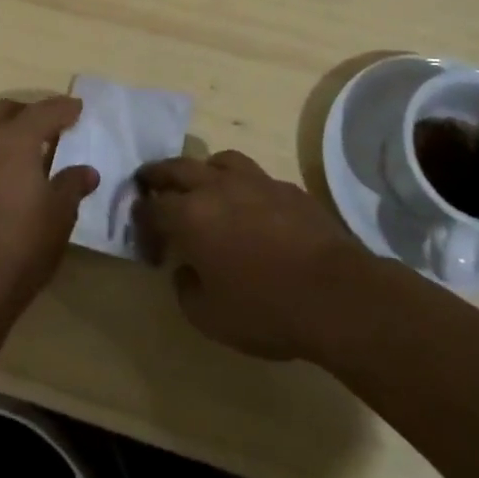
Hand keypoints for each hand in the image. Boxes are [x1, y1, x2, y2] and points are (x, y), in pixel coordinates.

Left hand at [0, 96, 99, 325]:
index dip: (63, 108)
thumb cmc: (23, 243)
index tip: (79, 108)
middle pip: (6, 111)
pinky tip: (12, 175)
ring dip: (9, 130)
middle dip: (30, 112)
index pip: (43, 111)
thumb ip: (73, 184)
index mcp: (14, 140)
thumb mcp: (60, 213)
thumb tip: (86, 171)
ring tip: (34, 150)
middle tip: (53, 126)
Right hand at [135, 150, 372, 360]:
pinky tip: (250, 206)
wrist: (336, 295)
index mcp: (190, 216)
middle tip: (149, 182)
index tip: (147, 242)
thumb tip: (185, 270)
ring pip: (219, 160)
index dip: (142, 223)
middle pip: (177, 168)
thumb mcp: (209, 317)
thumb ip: (186, 289)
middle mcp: (217, 188)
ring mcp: (256, 182)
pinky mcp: (288, 188)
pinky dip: (242, 185)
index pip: (152, 209)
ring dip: (203, 170)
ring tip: (203, 186)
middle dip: (158, 175)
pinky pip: (255, 176)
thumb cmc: (265, 308)